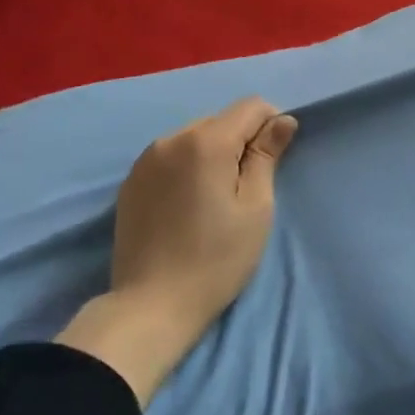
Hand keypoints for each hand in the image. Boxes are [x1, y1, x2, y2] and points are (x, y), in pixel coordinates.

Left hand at [57, 97, 296, 404]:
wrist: (150, 307)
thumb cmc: (216, 260)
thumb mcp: (255, 208)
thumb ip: (267, 156)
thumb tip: (283, 120)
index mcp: (206, 141)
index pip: (250, 107)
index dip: (271, 123)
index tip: (276, 158)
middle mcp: (172, 138)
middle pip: (221, 120)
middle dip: (241, 140)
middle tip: (247, 185)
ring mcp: (146, 158)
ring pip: (195, 137)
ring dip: (213, 153)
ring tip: (216, 196)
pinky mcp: (131, 180)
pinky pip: (171, 156)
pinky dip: (188, 166)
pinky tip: (189, 203)